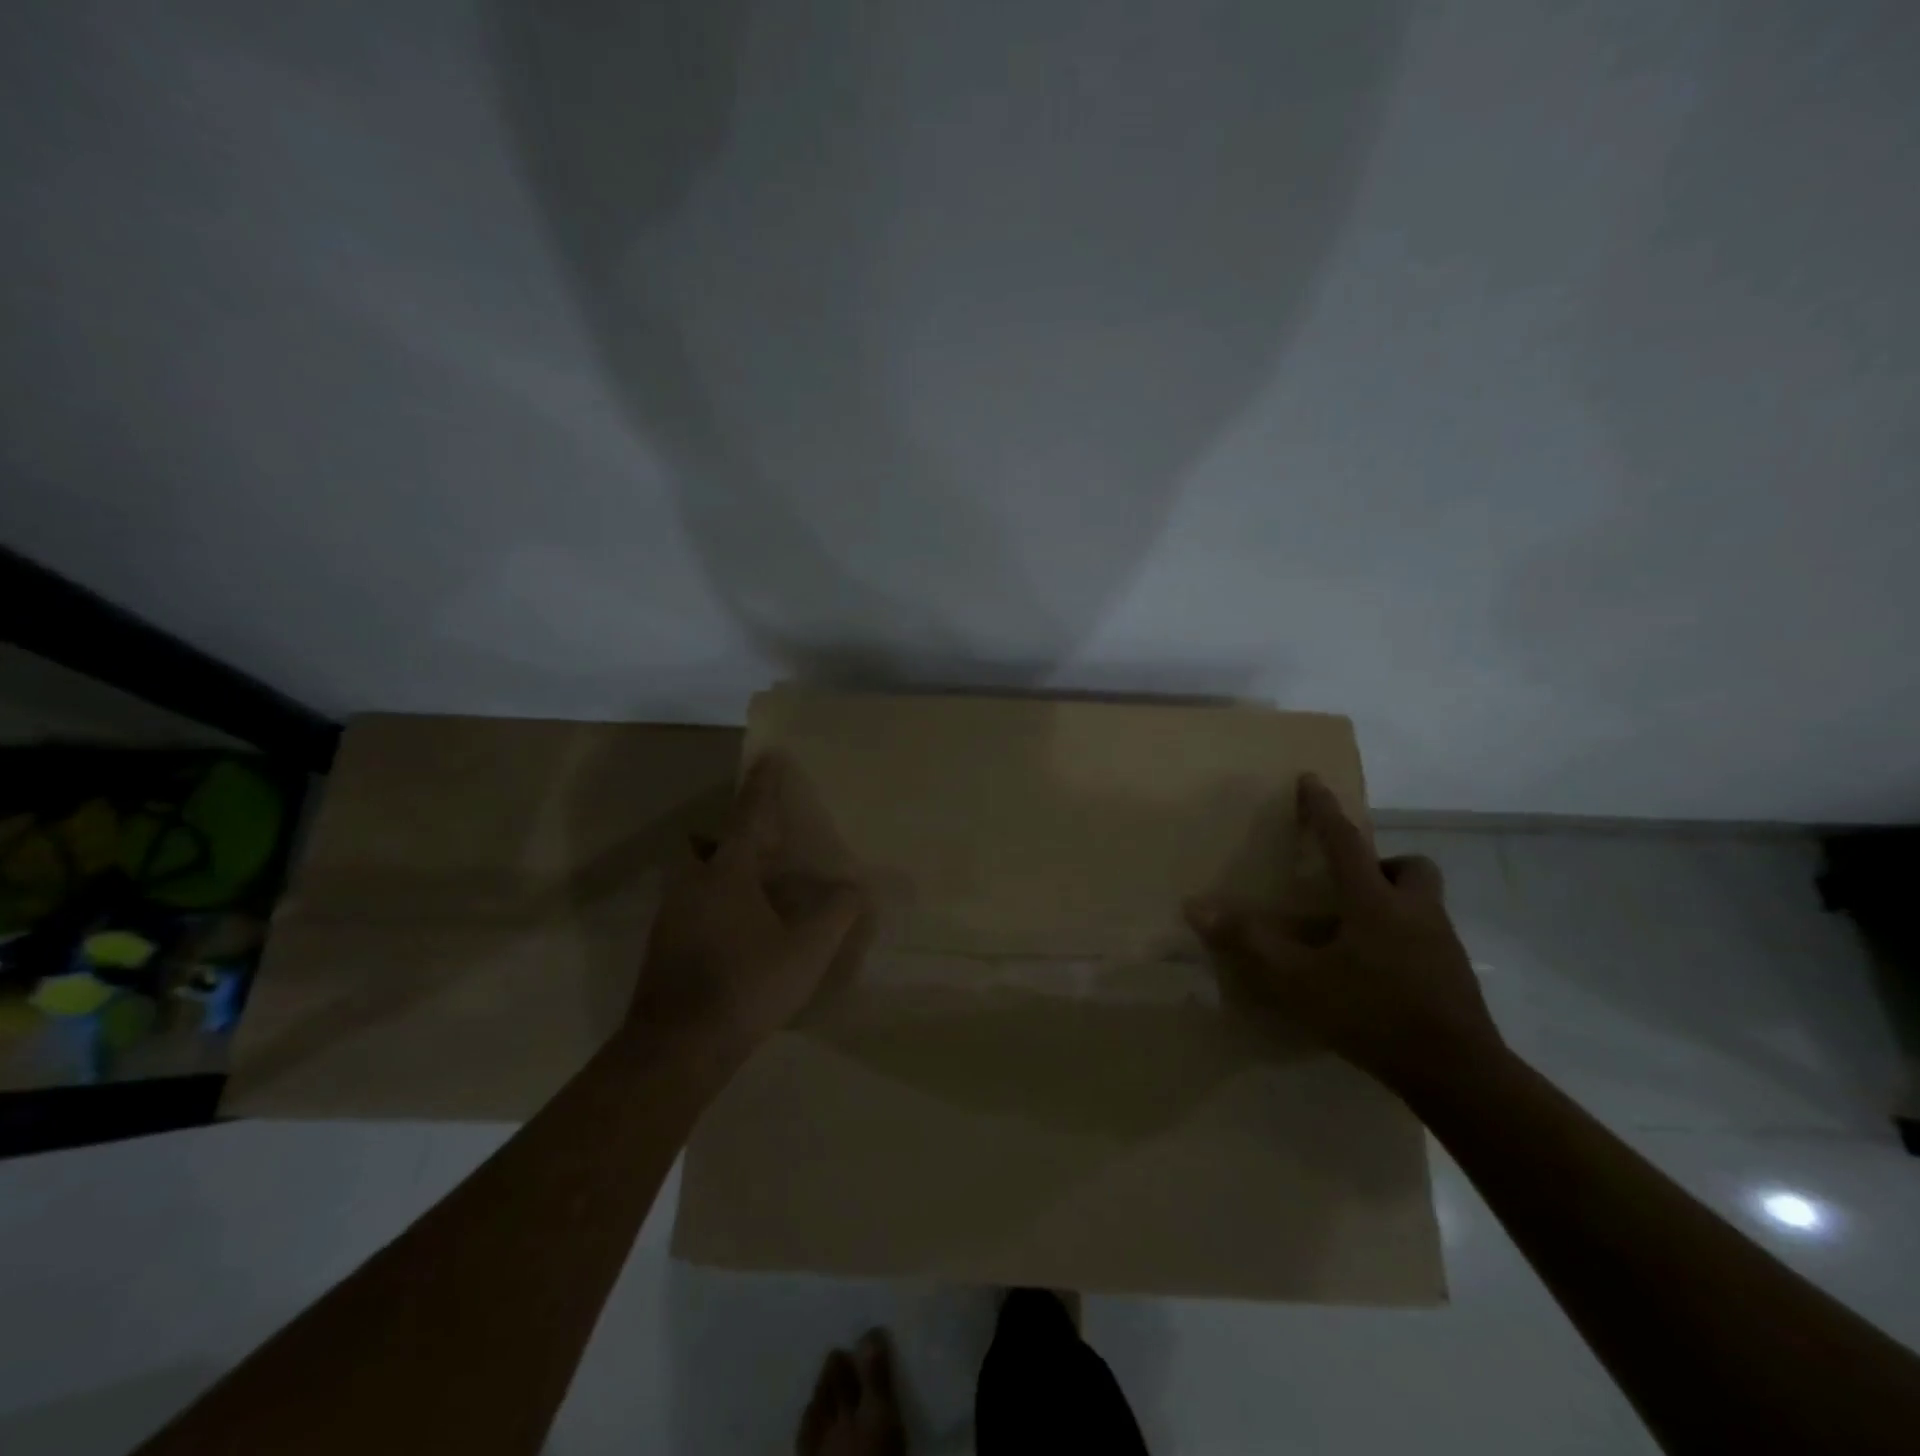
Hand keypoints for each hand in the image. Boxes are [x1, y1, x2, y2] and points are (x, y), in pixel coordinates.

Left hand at [630, 754, 871, 1053]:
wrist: (676, 1048)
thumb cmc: (745, 986)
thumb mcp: (806, 950)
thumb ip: (837, 913)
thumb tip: (856, 887)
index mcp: (726, 874)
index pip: (749, 816)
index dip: (763, 786)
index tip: (769, 756)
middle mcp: (692, 884)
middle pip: (707, 843)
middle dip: (732, 836)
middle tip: (766, 849)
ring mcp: (671, 916)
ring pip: (697, 877)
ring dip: (724, 874)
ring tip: (761, 896)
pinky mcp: (663, 946)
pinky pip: (692, 906)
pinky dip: (716, 905)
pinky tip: (742, 936)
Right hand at [1185, 773, 1502, 1099]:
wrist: (1459, 1075)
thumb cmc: (1372, 1013)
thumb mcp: (1298, 980)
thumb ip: (1249, 941)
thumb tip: (1196, 906)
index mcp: (1376, 901)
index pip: (1346, 841)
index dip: (1323, 809)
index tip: (1311, 779)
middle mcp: (1415, 912)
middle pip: (1412, 867)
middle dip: (1383, 864)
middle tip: (1351, 883)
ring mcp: (1443, 945)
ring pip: (1423, 903)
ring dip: (1393, 901)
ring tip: (1355, 932)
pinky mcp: (1455, 976)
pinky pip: (1427, 938)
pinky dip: (1401, 939)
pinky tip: (1375, 972)